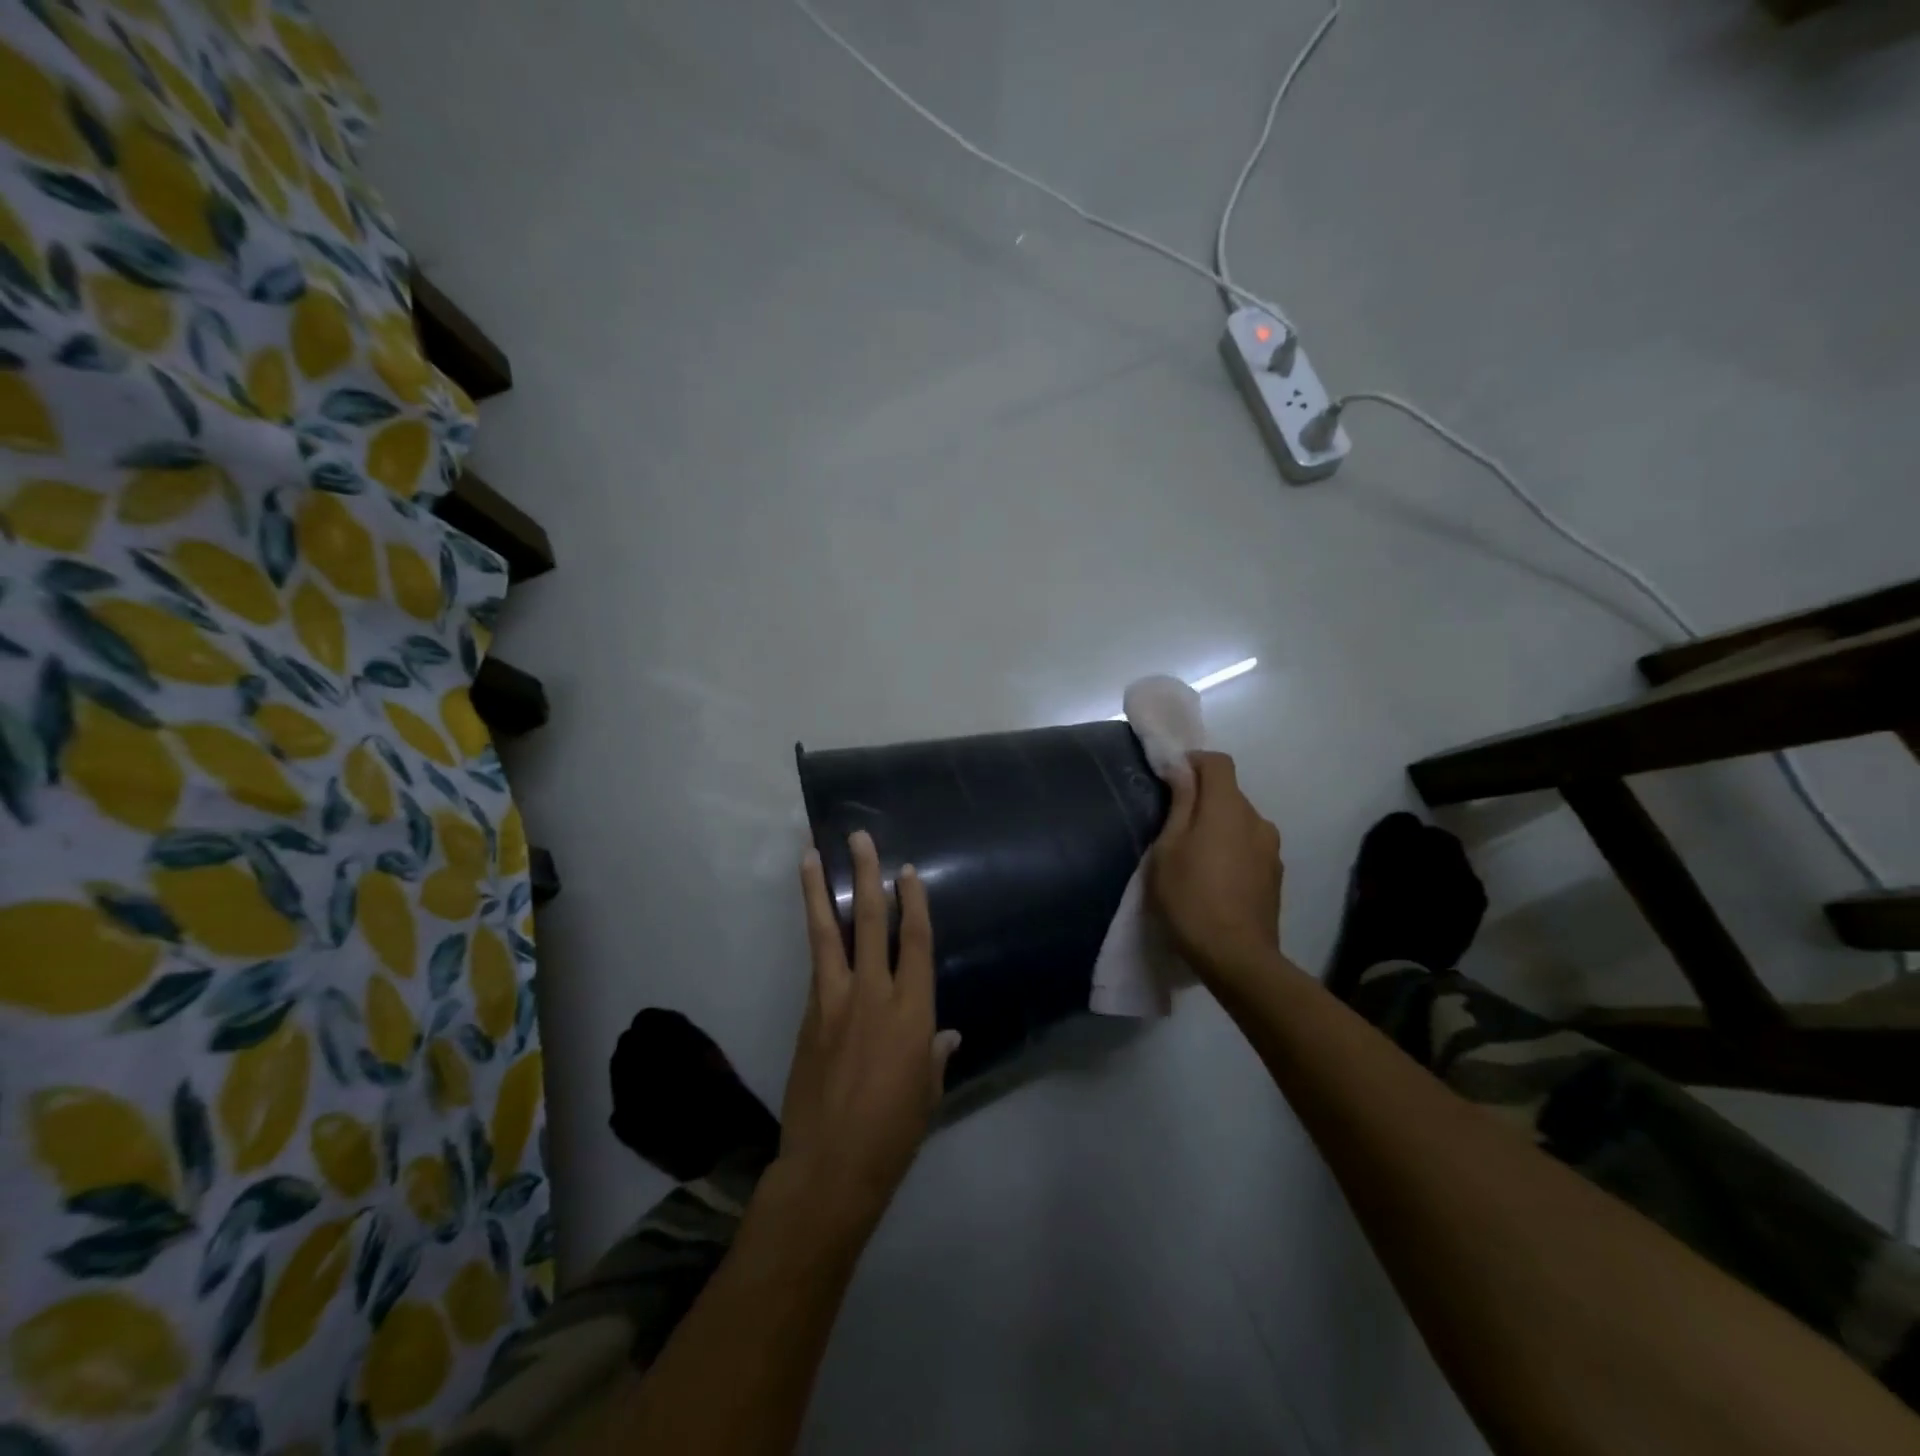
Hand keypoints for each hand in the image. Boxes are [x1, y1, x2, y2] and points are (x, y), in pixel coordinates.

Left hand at [780, 830, 959, 1238]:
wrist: (830, 1166)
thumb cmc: (893, 1133)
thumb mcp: (927, 1093)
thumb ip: (934, 1054)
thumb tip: (943, 1035)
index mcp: (912, 1012)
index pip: (915, 942)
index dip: (913, 902)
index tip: (906, 871)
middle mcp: (873, 995)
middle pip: (869, 922)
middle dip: (866, 876)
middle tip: (859, 838)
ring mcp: (834, 1002)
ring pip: (826, 934)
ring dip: (818, 891)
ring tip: (810, 855)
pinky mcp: (808, 1016)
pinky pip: (816, 967)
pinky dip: (814, 938)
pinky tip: (813, 922)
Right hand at [1147, 751, 1283, 980]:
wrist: (1236, 956)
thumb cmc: (1191, 897)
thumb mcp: (1168, 848)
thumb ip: (1180, 803)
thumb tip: (1183, 769)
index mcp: (1229, 807)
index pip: (1218, 762)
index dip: (1193, 762)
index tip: (1170, 780)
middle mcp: (1257, 819)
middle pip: (1229, 792)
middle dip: (1203, 798)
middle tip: (1173, 825)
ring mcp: (1271, 848)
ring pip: (1240, 821)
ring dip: (1219, 827)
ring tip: (1194, 856)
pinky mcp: (1276, 875)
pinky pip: (1250, 846)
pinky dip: (1232, 849)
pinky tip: (1215, 878)